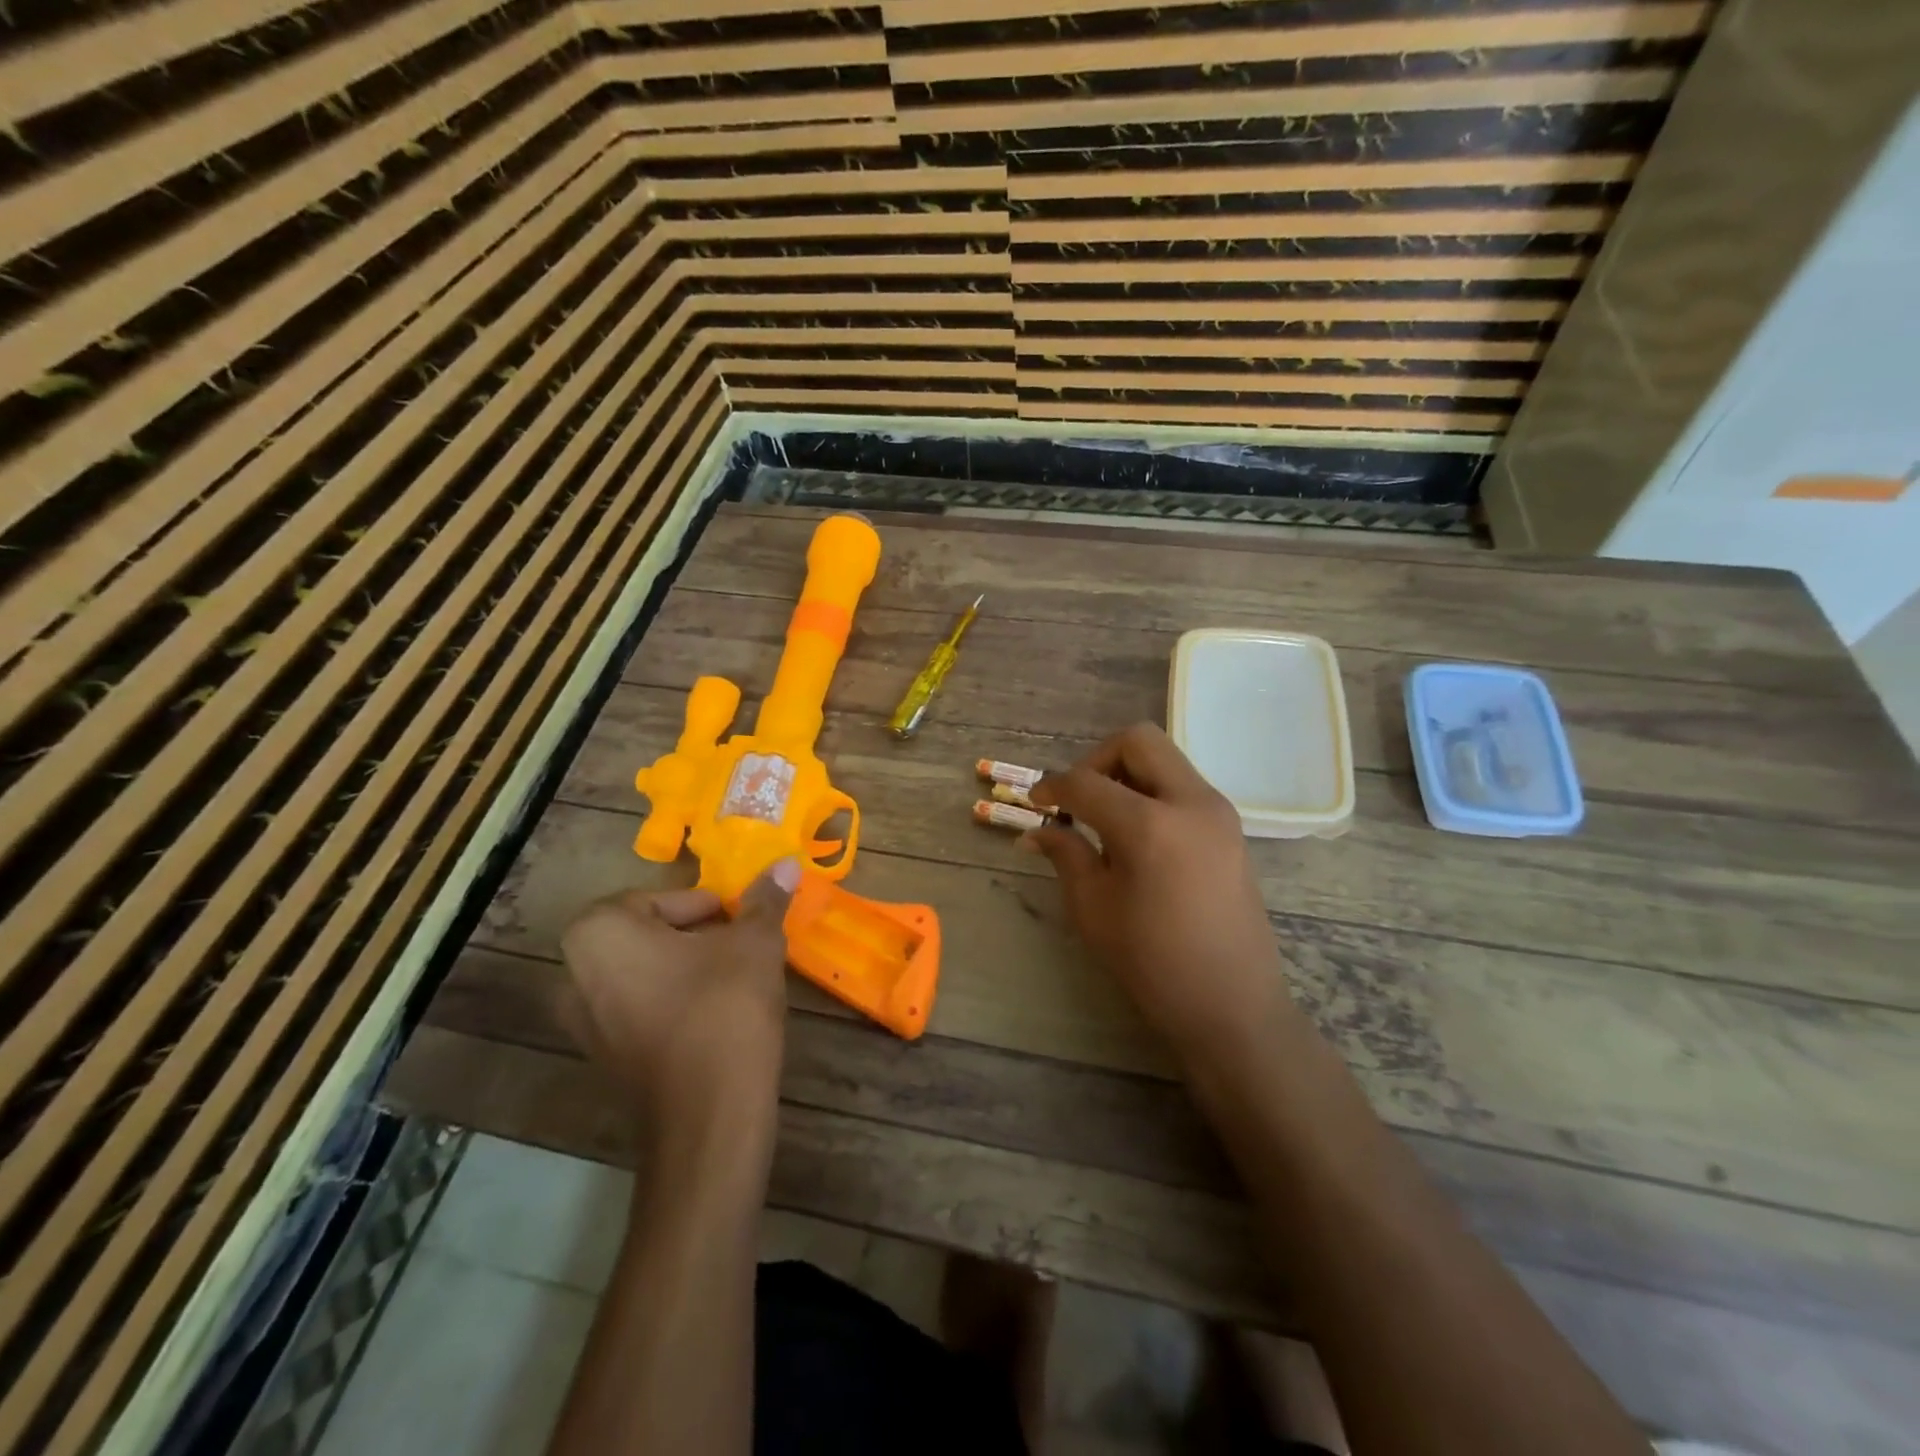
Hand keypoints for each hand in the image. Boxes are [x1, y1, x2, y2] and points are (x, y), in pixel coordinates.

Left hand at [559, 859, 800, 1132]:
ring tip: (735, 976)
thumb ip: (765, 899)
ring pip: (644, 972)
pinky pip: (640, 1009)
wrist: (709, 1115)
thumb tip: (787, 863)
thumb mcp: (754, 942)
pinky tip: (717, 1012)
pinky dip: (674, 1001)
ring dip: (687, 967)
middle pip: (648, 934)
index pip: (659, 898)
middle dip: (696, 934)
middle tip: (740, 942)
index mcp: (599, 934)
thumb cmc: (724, 1007)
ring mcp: (582, 1023)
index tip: (740, 918)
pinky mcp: (603, 1058)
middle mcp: (574, 974)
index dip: (706, 905)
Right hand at [1027, 724, 1294, 1065]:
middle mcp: (1190, 802)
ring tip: (1105, 821)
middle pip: (1137, 741)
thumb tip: (1036, 831)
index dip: (1053, 787)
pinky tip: (1137, 837)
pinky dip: (1152, 792)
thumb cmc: (1153, 964)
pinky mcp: (1230, 827)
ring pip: (1164, 759)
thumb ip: (1066, 855)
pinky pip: (1182, 786)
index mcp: (1149, 825)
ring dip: (1127, 774)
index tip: (1035, 803)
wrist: (1233, 1005)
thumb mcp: (1094, 909)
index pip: (1086, 782)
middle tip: (1078, 800)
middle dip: (1097, 760)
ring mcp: (1217, 811)